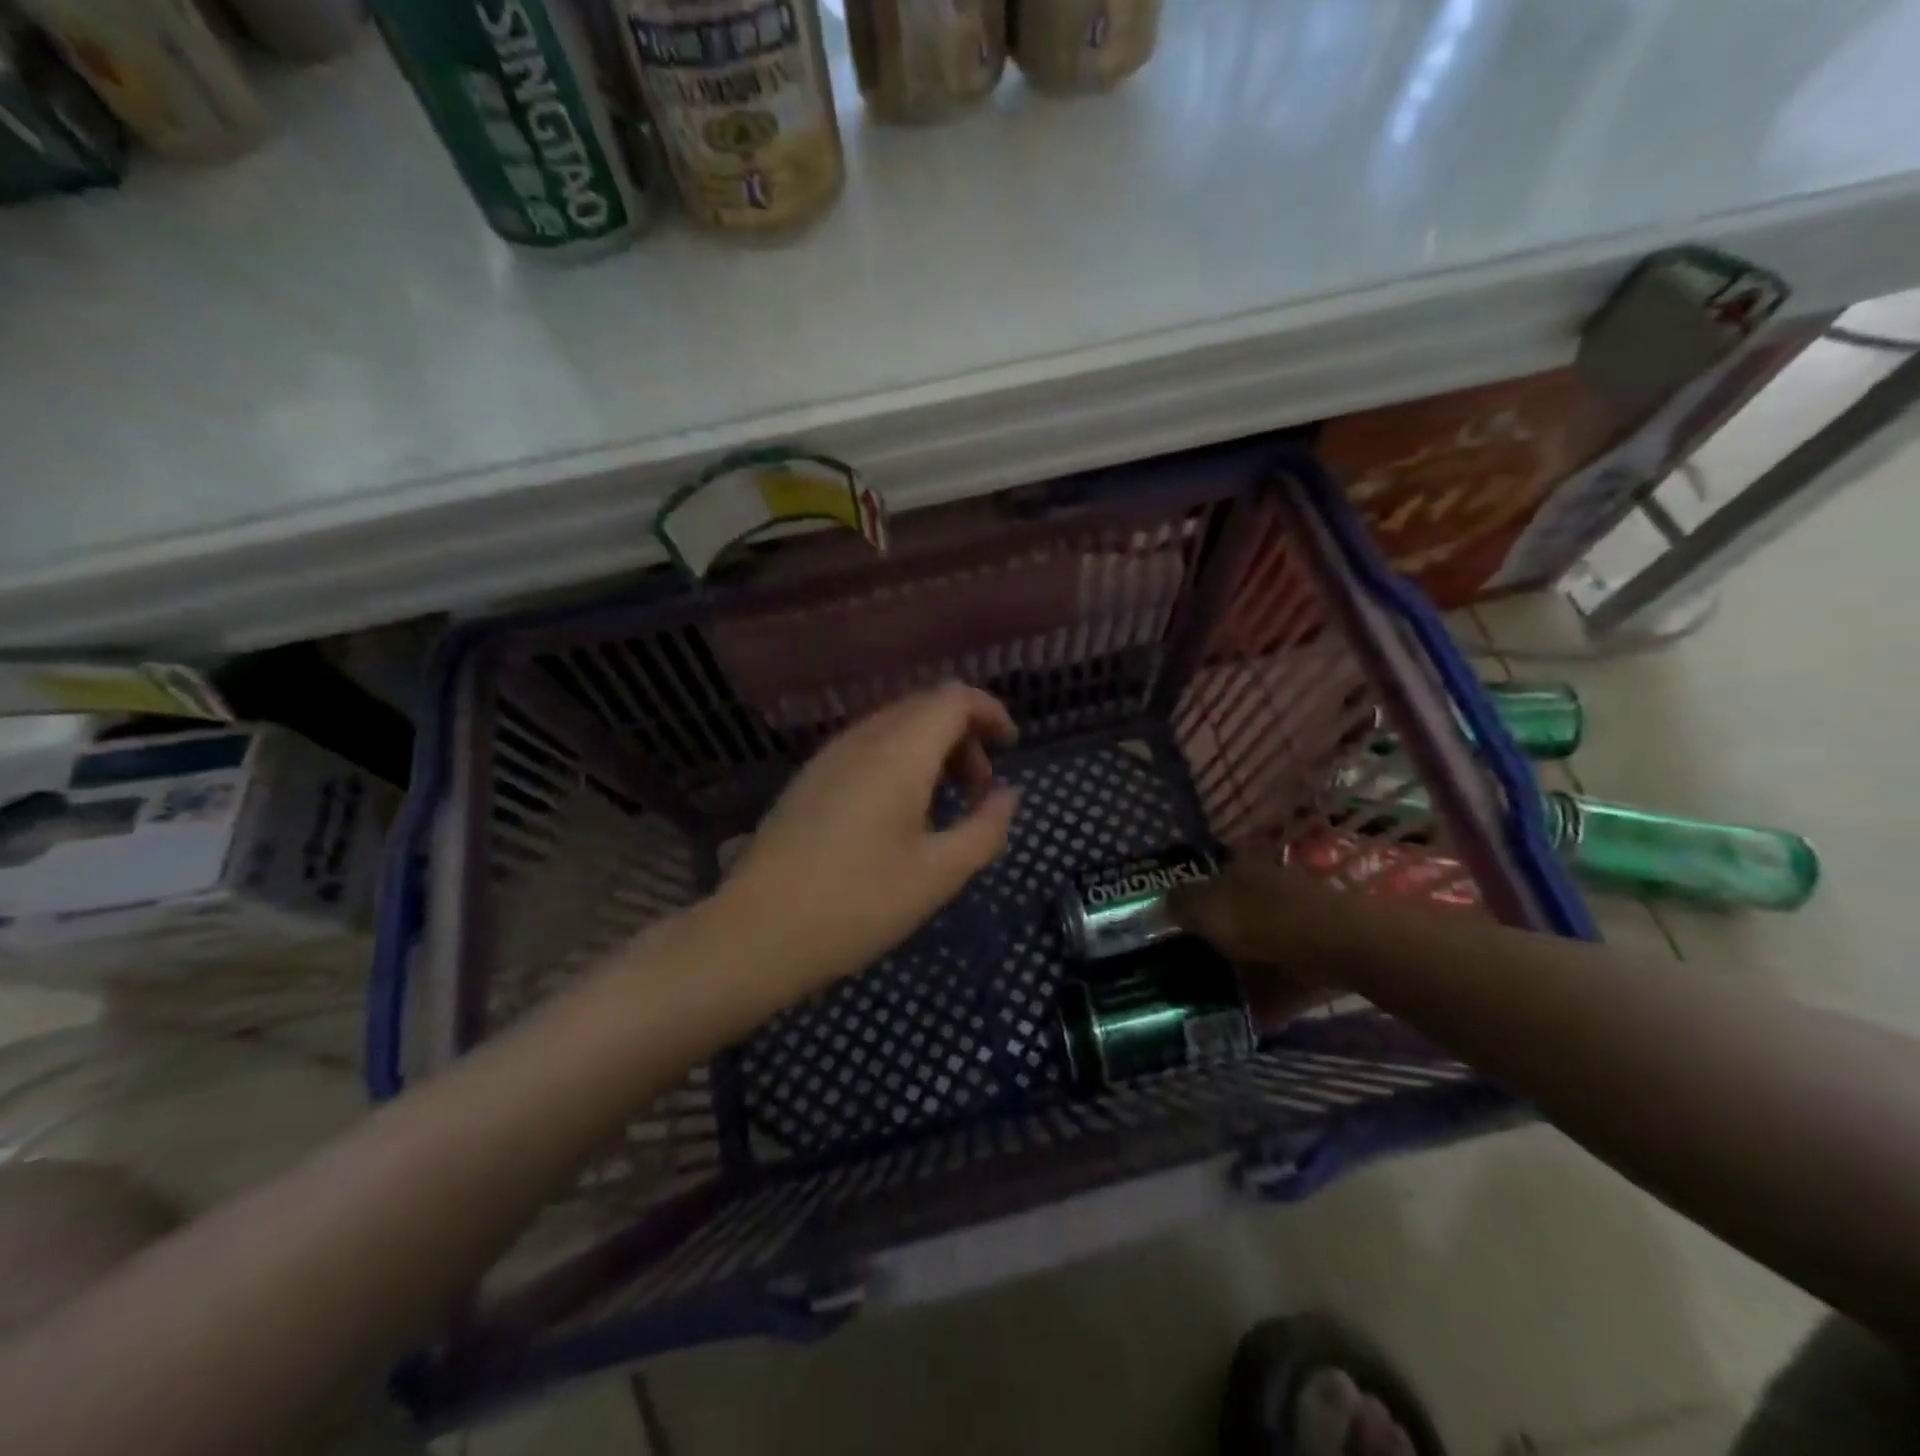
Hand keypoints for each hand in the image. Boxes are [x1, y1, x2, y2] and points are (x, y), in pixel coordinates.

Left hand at [714, 684, 1020, 998]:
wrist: (756, 933)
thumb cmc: (858, 904)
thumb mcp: (939, 874)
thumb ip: (985, 828)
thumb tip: (1008, 795)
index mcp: (898, 752)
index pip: (953, 698)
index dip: (990, 712)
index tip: (1011, 747)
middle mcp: (862, 739)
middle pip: (925, 708)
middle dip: (964, 736)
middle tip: (979, 791)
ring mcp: (829, 756)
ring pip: (894, 727)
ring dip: (931, 751)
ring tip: (944, 806)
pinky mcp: (809, 779)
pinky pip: (867, 748)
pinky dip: (900, 762)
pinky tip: (899, 814)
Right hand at [1170, 864, 1357, 1029]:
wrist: (1336, 945)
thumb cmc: (1261, 918)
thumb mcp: (1206, 909)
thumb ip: (1178, 907)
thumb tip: (1155, 908)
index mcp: (1239, 872)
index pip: (1207, 885)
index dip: (1187, 909)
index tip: (1169, 937)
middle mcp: (1267, 892)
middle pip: (1232, 920)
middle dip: (1212, 946)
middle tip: (1187, 974)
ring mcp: (1296, 925)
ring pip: (1258, 952)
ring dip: (1240, 976)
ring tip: (1214, 1005)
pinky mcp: (1318, 959)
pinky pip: (1284, 981)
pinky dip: (1268, 1000)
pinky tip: (1249, 1022)